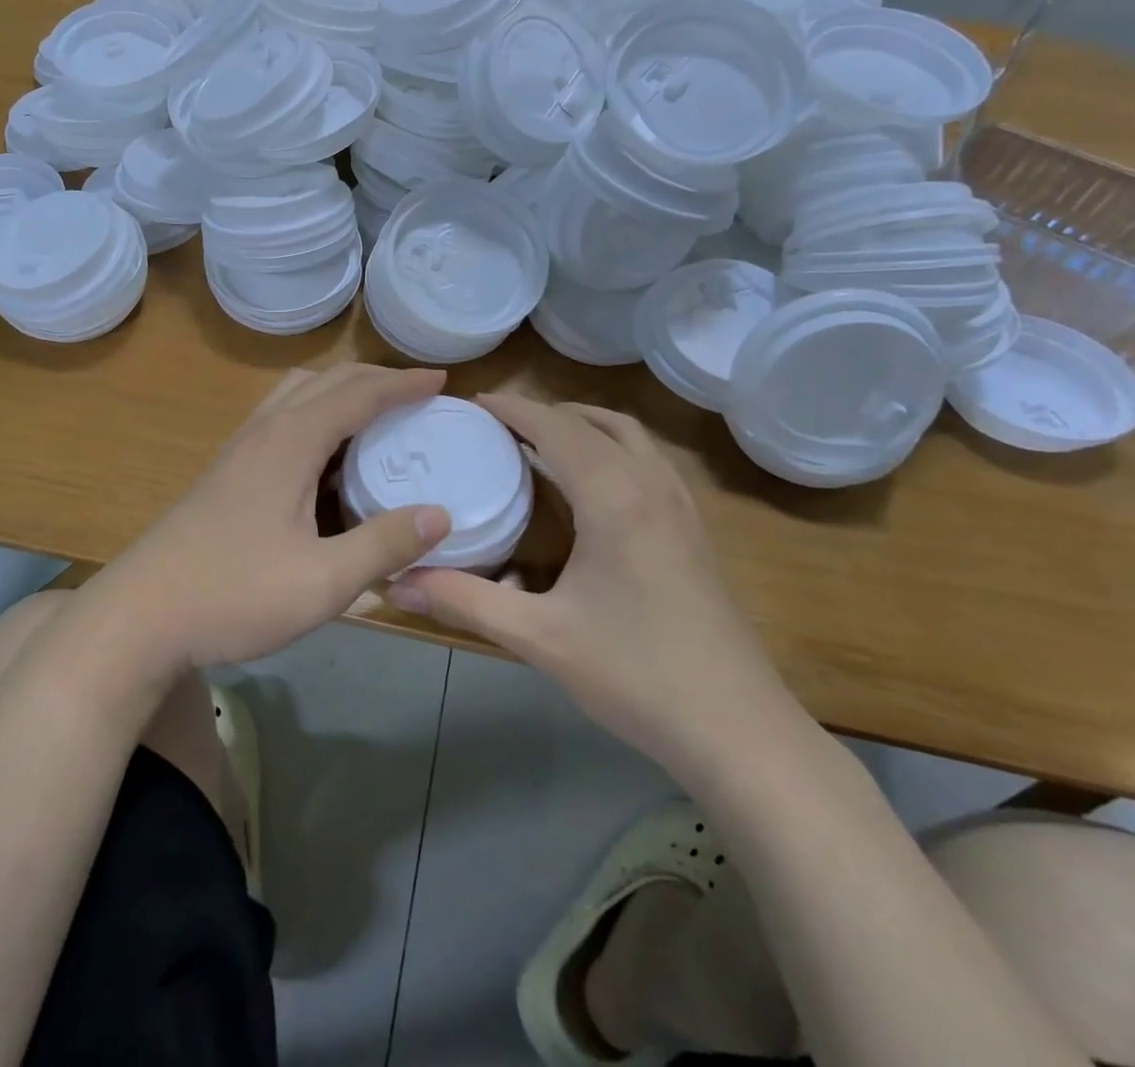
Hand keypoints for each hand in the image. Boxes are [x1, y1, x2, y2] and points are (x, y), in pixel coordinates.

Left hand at [89, 364, 453, 671]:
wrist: (139, 616)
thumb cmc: (233, 595)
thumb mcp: (321, 581)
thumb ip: (382, 545)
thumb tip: (440, 515)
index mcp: (290, 442)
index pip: (358, 394)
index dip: (402, 384)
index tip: (442, 381)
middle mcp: (265, 431)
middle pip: (326, 380)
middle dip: (375, 378)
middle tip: (417, 393)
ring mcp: (240, 450)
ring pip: (296, 394)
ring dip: (340, 391)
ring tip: (376, 415)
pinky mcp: (226, 472)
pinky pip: (281, 418)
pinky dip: (316, 414)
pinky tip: (326, 456)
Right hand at [387, 395, 792, 765]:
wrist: (738, 731)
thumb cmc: (636, 674)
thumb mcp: (539, 637)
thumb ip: (465, 601)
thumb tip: (396, 583)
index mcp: (614, 496)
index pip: (555, 427)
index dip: (512, 408)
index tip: (472, 402)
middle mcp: (651, 485)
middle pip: (594, 421)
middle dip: (544, 412)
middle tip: (497, 425)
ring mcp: (681, 507)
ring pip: (630, 437)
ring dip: (583, 425)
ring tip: (540, 442)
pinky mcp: (695, 531)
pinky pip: (648, 462)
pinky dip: (612, 448)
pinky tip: (593, 486)